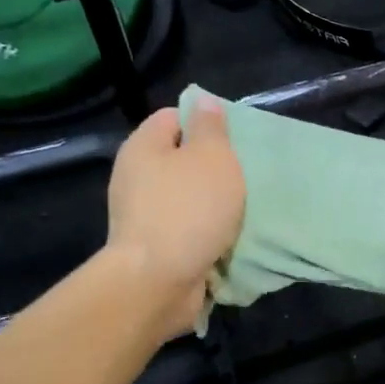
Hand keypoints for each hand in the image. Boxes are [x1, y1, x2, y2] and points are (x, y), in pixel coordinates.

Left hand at [104, 98, 245, 338]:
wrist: (157, 282)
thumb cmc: (188, 210)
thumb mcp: (211, 158)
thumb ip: (211, 128)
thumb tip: (203, 100)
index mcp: (144, 147)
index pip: (175, 117)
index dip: (206, 122)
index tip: (236, 140)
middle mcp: (137, 177)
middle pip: (182, 160)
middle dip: (216, 168)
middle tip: (247, 175)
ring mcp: (143, 215)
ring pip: (188, 198)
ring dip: (216, 204)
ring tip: (247, 208)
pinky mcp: (155, 248)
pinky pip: (188, 230)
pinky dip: (208, 233)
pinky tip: (232, 237)